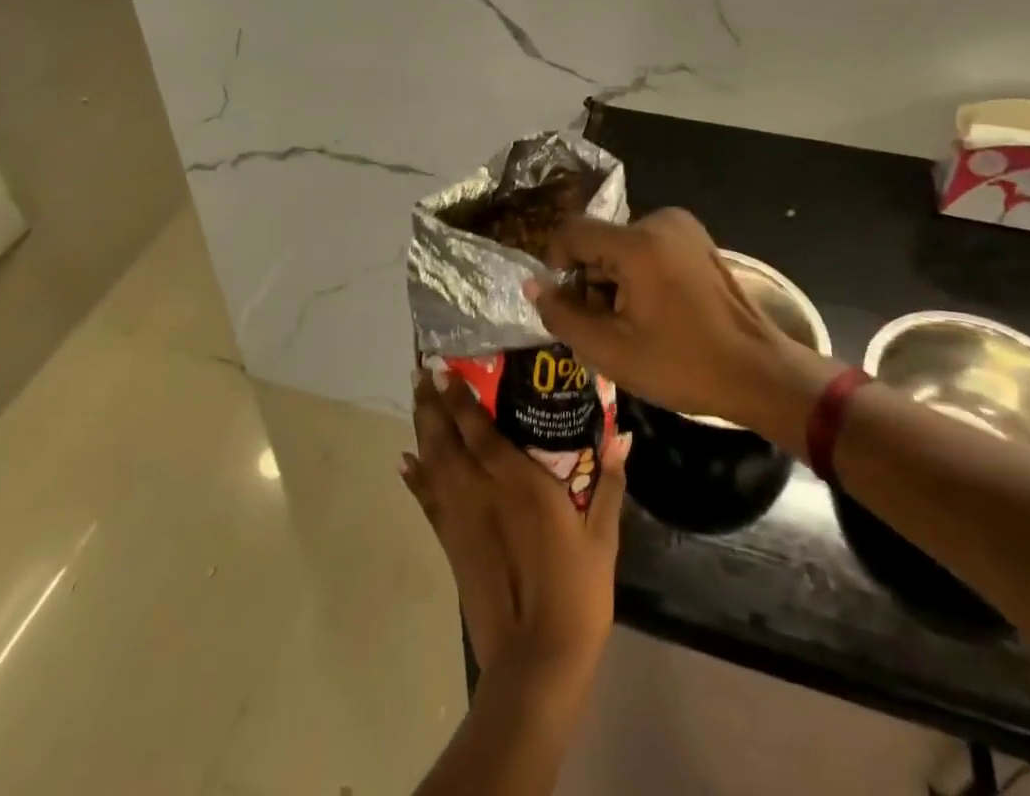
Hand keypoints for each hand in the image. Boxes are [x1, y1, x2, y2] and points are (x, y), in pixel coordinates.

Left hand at [401, 368, 628, 691]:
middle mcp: (480, 489)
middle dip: (431, 403)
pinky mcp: (451, 544)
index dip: (458, 396)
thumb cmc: (576, 593)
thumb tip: (623, 434)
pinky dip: (415, 478)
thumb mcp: (602, 536)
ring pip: (432, 461)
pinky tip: (406, 461)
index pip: (477, 427)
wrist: (536, 661)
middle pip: (445, 437)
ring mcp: (460, 517)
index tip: (444, 368)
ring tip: (416, 401)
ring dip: (421, 429)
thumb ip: (609, 481)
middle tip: (421, 373)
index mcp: (517, 481)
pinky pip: (426, 500)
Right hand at [527, 208, 842, 453]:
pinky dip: (638, 275)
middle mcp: (659, 221)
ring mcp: (682, 227)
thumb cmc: (683, 365)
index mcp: (637, 243)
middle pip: (598, 242)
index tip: (564, 305)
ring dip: (613, 281)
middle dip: (590, 281)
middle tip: (603, 327)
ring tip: (631, 325)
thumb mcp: (611, 351)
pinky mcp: (697, 238)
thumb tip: (534, 286)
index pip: (571, 232)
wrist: (759, 372)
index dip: (556, 265)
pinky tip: (655, 312)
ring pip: (621, 246)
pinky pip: (647, 248)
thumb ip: (562, 315)